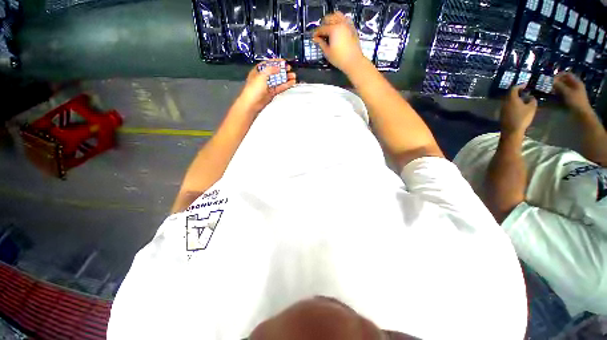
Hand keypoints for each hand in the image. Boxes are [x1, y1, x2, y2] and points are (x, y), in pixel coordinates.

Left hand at [237, 59, 296, 113]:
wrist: (252, 103)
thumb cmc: (254, 88)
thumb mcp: (261, 76)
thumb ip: (270, 70)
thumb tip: (278, 67)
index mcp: (258, 71)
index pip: (268, 64)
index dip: (276, 62)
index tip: (284, 61)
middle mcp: (264, 77)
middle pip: (274, 72)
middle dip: (282, 70)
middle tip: (290, 69)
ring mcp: (268, 86)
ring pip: (278, 80)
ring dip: (286, 78)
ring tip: (294, 76)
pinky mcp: (272, 93)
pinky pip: (280, 87)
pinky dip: (286, 85)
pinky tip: (292, 83)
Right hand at [313, 11, 366, 73]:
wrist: (354, 61)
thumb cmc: (339, 59)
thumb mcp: (327, 52)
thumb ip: (321, 43)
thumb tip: (315, 39)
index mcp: (333, 29)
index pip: (322, 28)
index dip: (316, 33)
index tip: (313, 37)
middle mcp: (340, 23)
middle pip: (329, 18)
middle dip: (323, 24)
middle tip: (320, 33)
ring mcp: (347, 24)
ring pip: (337, 15)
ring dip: (331, 20)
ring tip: (329, 28)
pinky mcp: (352, 27)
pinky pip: (345, 18)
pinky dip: (340, 20)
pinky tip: (337, 28)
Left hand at [500, 85, 537, 136]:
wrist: (511, 130)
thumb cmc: (522, 118)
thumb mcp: (531, 108)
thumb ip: (532, 100)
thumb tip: (530, 97)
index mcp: (511, 99)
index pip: (514, 89)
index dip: (520, 85)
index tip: (525, 85)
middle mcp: (505, 102)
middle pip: (510, 94)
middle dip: (517, 92)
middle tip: (524, 91)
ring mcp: (502, 109)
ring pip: (508, 100)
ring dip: (515, 98)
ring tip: (523, 99)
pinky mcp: (502, 114)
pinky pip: (507, 106)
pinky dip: (513, 104)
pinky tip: (518, 106)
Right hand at [553, 72, 592, 114]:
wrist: (581, 114)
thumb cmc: (576, 101)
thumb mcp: (567, 92)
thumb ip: (559, 85)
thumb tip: (551, 81)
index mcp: (576, 82)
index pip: (567, 74)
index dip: (559, 75)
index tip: (551, 79)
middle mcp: (575, 86)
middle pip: (565, 81)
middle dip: (557, 82)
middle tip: (548, 85)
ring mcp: (573, 92)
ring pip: (563, 87)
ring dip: (556, 88)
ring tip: (549, 91)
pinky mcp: (571, 98)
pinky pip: (563, 93)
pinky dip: (558, 94)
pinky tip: (553, 96)